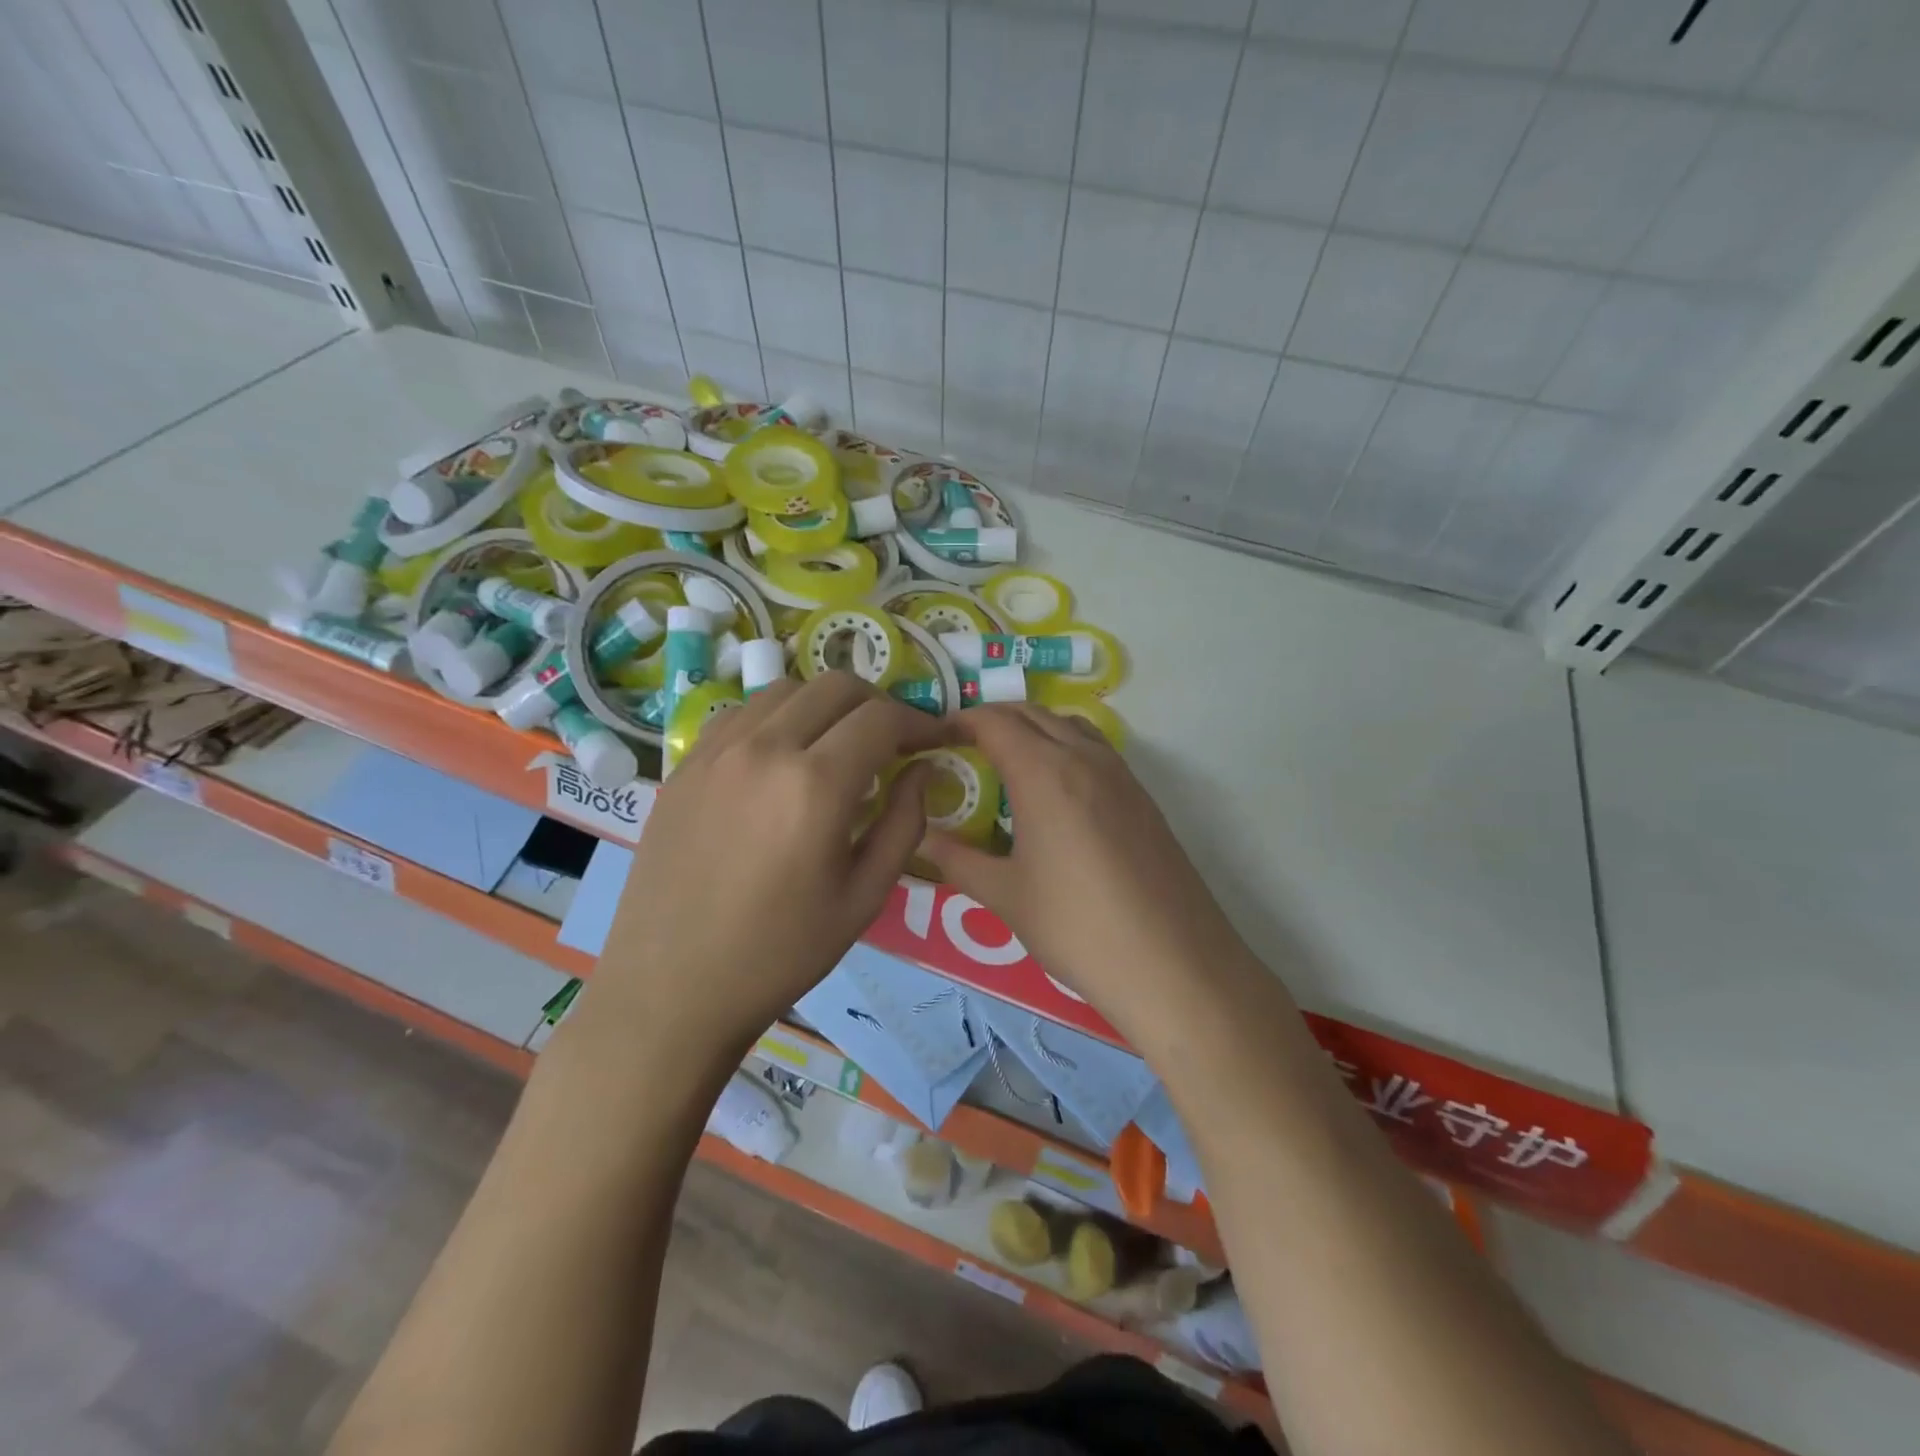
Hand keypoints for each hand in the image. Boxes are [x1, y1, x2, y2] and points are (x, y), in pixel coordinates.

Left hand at [594, 672, 945, 1052]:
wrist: (671, 988)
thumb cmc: (779, 954)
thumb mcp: (864, 898)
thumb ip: (905, 823)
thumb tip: (922, 771)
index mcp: (815, 785)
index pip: (881, 719)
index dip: (920, 722)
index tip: (937, 740)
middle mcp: (764, 749)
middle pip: (836, 686)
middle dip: (878, 704)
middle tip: (894, 741)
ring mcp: (716, 751)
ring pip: (786, 690)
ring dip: (827, 705)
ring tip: (839, 745)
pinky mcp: (685, 765)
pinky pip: (742, 714)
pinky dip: (778, 718)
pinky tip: (783, 757)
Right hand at [919, 706, 1255, 1029]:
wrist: (1172, 963)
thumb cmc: (1076, 927)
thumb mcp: (1005, 896)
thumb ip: (957, 859)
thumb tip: (922, 838)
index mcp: (1044, 772)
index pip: (994, 722)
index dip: (959, 722)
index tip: (935, 738)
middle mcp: (1084, 758)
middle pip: (1032, 714)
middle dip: (993, 720)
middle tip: (963, 748)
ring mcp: (1121, 775)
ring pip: (1069, 726)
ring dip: (1033, 729)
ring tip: (1008, 763)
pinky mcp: (1143, 797)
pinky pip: (1096, 750)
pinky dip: (1065, 748)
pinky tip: (1057, 793)